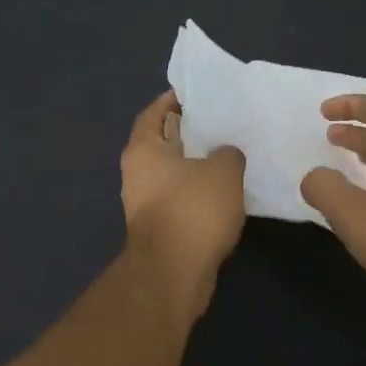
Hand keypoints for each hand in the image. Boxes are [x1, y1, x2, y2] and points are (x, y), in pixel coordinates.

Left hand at [120, 90, 245, 323]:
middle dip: (188, 131)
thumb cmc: (193, 210)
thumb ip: (228, 152)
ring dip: (194, 163)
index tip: (197, 93)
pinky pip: (179, 196)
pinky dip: (197, 190)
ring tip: (227, 153)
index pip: (154, 112)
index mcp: (143, 149)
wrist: (173, 272)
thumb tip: (225, 154)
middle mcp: (137, 172)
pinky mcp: (159, 226)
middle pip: (162, 141)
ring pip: (171, 171)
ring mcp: (145, 202)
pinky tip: (224, 190)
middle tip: (220, 122)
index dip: (173, 100)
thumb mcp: (223, 171)